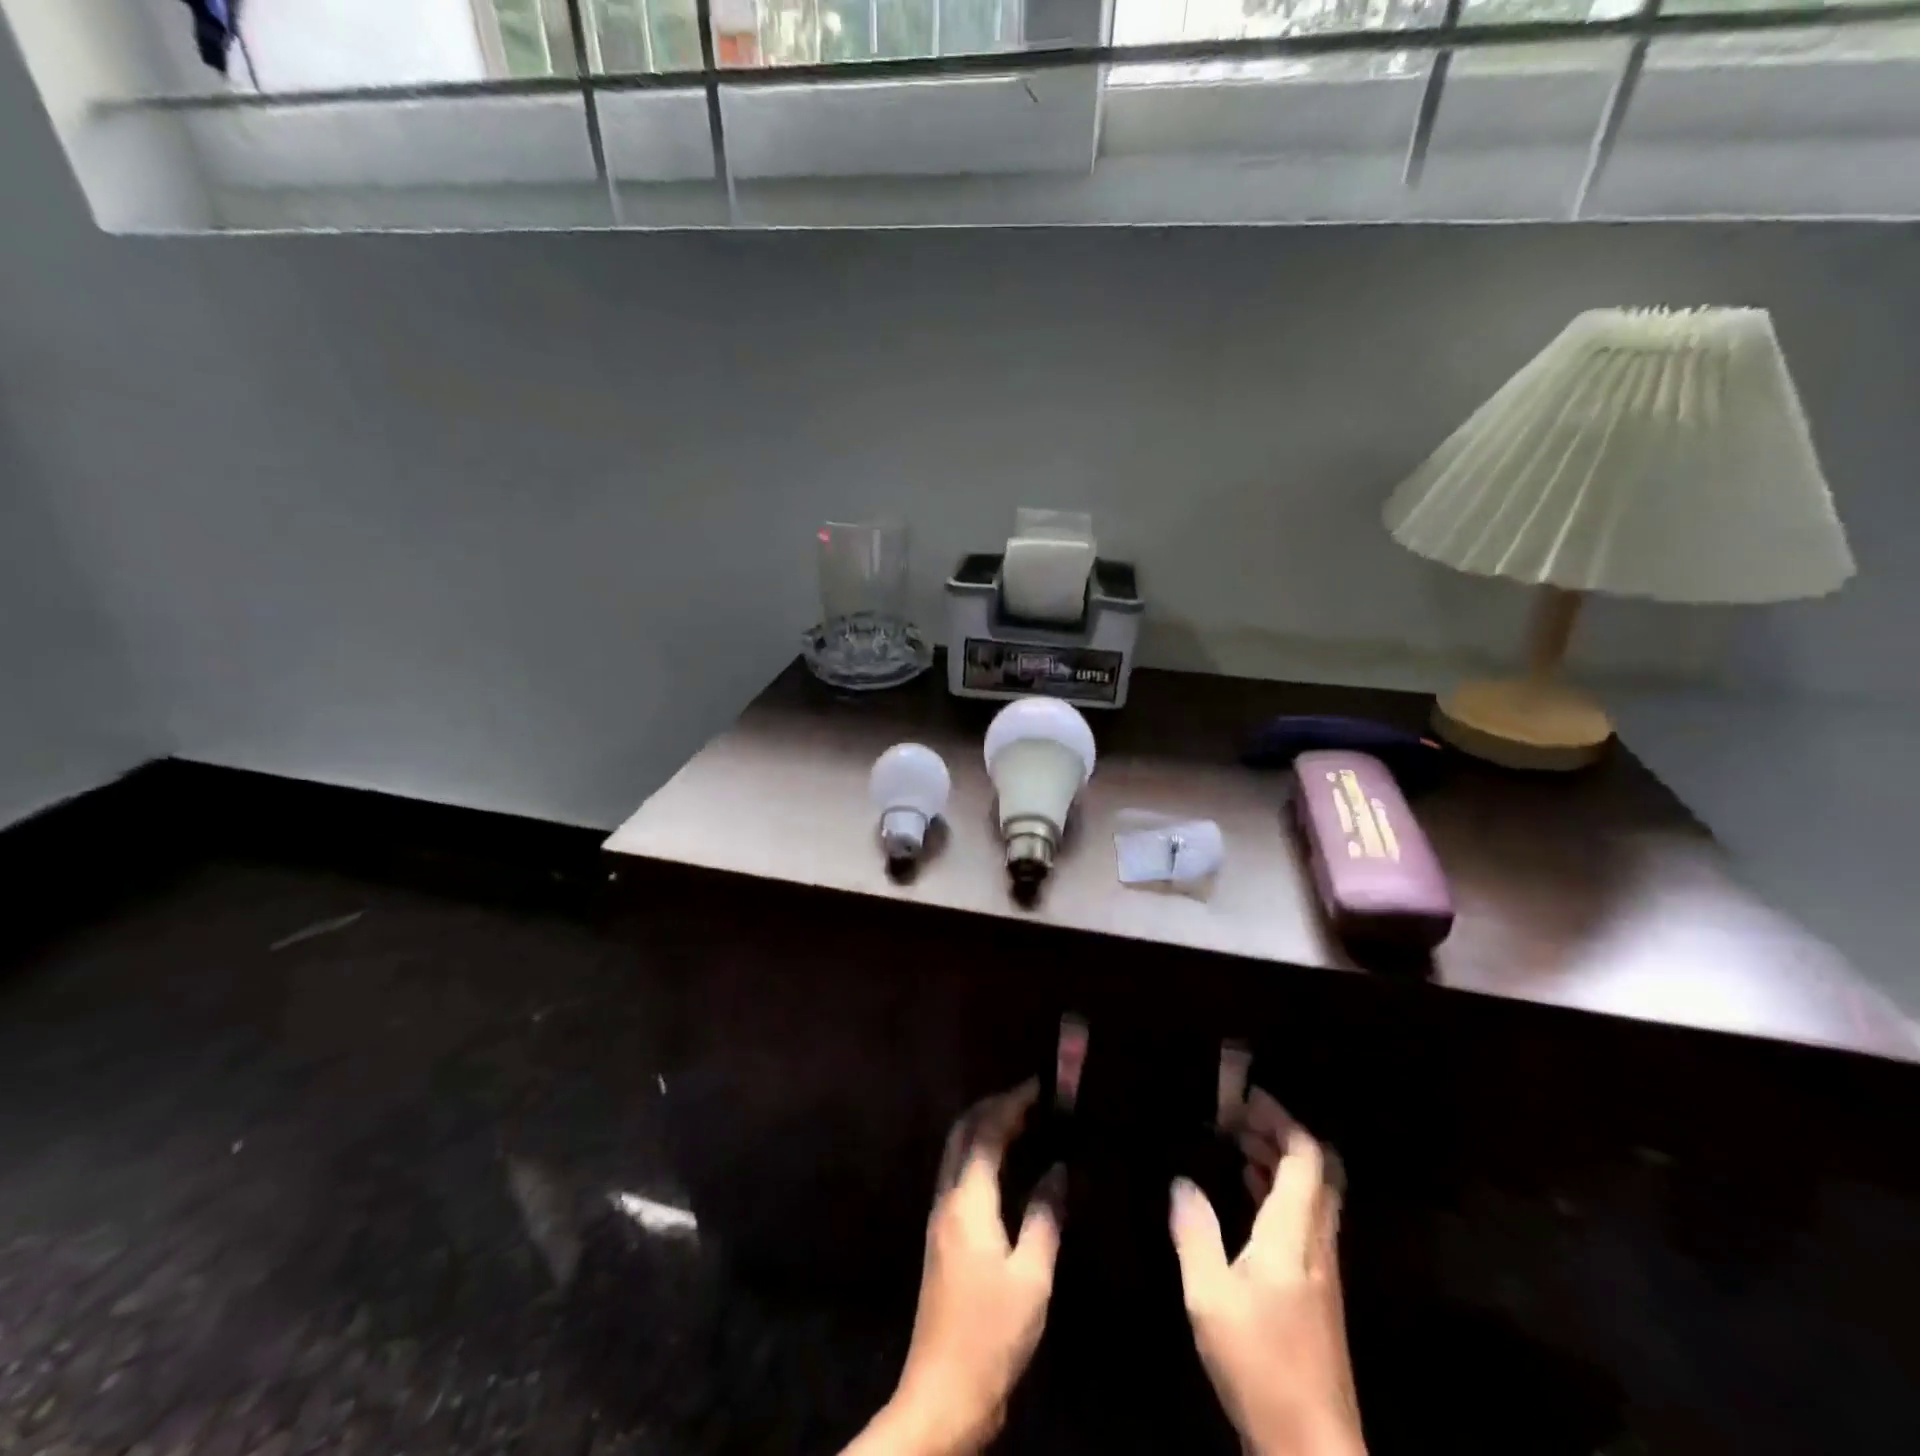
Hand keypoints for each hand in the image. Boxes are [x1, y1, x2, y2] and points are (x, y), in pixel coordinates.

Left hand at [844, 1080, 1063, 1455]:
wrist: (943, 1393)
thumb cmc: (992, 1334)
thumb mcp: (1031, 1277)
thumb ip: (1044, 1216)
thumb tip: (1058, 1170)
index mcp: (967, 1201)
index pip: (986, 1131)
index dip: (1012, 1103)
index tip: (1041, 1087)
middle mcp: (947, 1198)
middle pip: (963, 1132)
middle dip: (994, 1106)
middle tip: (1032, 1098)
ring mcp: (940, 1217)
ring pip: (958, 1151)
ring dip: (986, 1127)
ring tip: (1025, 1122)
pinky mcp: (942, 1236)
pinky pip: (960, 1174)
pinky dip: (982, 1154)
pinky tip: (1008, 1166)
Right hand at [1171, 1116, 1364, 1455]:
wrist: (1312, 1447)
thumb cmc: (1260, 1363)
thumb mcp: (1210, 1296)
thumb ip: (1195, 1233)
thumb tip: (1181, 1182)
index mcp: (1294, 1235)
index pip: (1305, 1158)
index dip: (1280, 1120)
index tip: (1244, 1099)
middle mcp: (1317, 1244)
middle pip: (1316, 1172)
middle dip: (1280, 1135)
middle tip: (1238, 1118)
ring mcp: (1323, 1271)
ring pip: (1312, 1196)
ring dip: (1279, 1163)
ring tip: (1237, 1146)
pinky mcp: (1318, 1293)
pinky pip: (1304, 1220)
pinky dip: (1279, 1194)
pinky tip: (1248, 1199)